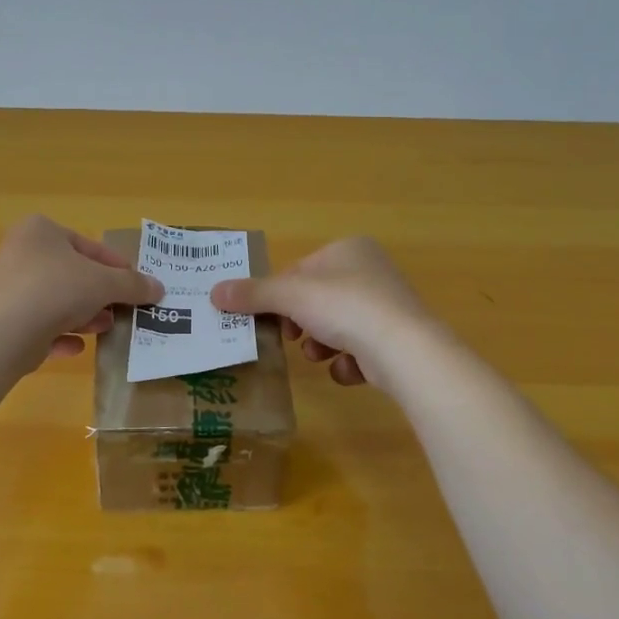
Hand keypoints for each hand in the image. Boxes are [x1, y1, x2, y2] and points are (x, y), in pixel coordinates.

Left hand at [0, 215, 163, 365]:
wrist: (6, 332)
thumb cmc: (57, 289)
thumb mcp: (105, 283)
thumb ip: (133, 285)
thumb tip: (159, 288)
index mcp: (41, 231)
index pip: (88, 245)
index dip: (116, 266)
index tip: (137, 284)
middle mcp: (21, 253)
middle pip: (72, 274)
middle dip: (100, 294)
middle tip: (123, 309)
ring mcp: (9, 287)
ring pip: (56, 300)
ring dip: (84, 315)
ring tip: (107, 328)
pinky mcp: (4, 320)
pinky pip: (40, 326)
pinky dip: (60, 335)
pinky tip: (78, 348)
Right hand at [210, 237, 435, 385]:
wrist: (403, 349)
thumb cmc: (343, 307)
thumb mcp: (290, 296)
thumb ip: (252, 294)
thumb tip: (214, 293)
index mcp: (348, 249)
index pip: (299, 271)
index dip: (279, 296)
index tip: (268, 318)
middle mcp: (371, 271)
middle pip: (316, 300)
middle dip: (301, 324)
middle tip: (291, 339)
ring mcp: (388, 306)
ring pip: (336, 327)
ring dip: (321, 345)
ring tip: (321, 356)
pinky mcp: (398, 340)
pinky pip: (359, 350)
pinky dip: (348, 362)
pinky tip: (350, 369)